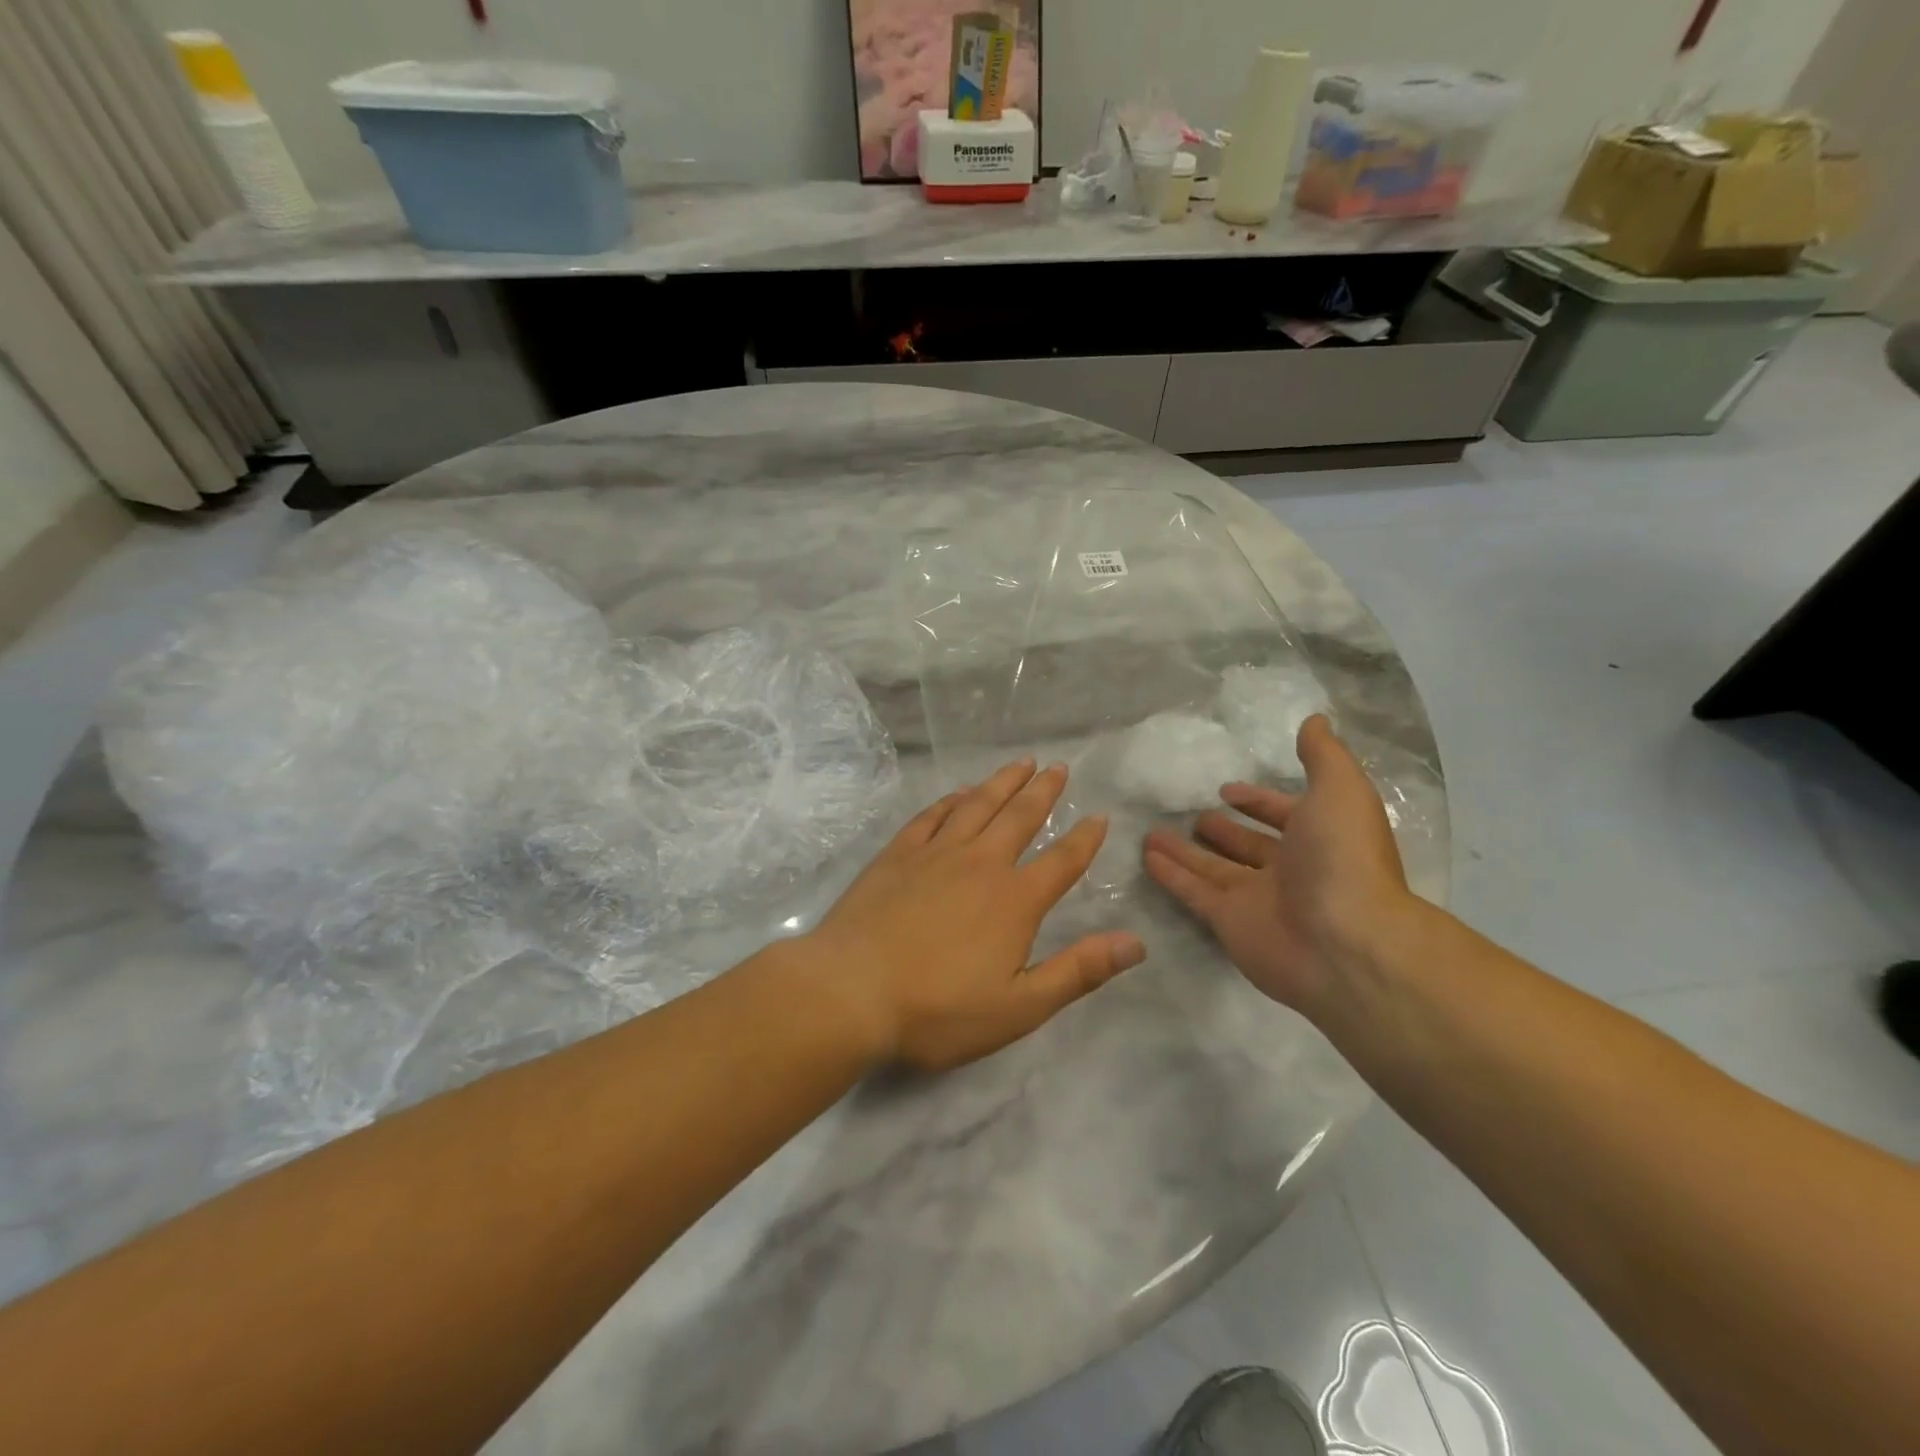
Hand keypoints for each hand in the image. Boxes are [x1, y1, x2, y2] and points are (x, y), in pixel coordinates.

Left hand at [805, 760, 1146, 1071]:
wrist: (851, 991)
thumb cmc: (938, 1009)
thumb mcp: (1019, 1007)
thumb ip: (1078, 972)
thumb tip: (1136, 943)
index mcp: (1014, 900)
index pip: (1061, 861)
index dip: (1084, 839)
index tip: (1099, 816)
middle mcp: (980, 864)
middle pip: (1019, 818)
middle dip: (1043, 791)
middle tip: (1058, 767)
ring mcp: (935, 854)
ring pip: (977, 806)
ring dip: (1002, 783)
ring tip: (1020, 763)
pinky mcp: (897, 855)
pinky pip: (932, 816)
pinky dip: (951, 800)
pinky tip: (958, 793)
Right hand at [1142, 716, 1410, 1016]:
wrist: (1344, 944)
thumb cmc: (1343, 859)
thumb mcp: (1341, 791)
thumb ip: (1323, 756)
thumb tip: (1314, 720)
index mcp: (1318, 838)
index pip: (1283, 815)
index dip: (1259, 801)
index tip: (1227, 789)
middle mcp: (1288, 869)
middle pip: (1247, 845)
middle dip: (1222, 829)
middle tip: (1192, 814)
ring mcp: (1257, 899)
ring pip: (1213, 868)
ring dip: (1185, 851)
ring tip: (1152, 833)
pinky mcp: (1228, 922)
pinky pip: (1193, 892)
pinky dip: (1170, 875)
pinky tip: (1146, 857)